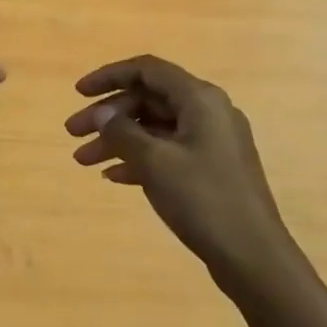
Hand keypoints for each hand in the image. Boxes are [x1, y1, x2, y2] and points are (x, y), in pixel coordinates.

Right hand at [65, 56, 301, 286]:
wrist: (253, 256)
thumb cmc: (203, 200)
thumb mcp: (155, 162)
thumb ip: (122, 132)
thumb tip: (101, 114)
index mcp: (200, 99)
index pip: (147, 70)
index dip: (109, 76)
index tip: (78, 93)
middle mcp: (208, 112)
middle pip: (149, 99)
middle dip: (108, 114)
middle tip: (72, 134)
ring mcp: (211, 142)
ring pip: (155, 128)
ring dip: (118, 140)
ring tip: (83, 161)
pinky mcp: (211, 169)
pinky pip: (167, 151)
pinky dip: (139, 158)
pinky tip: (113, 176)